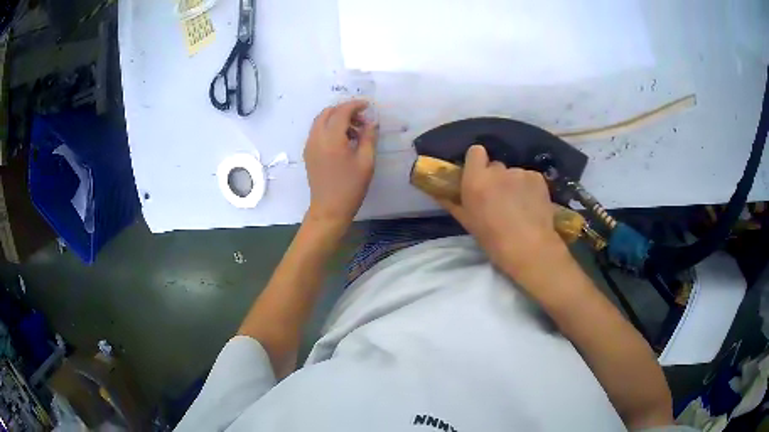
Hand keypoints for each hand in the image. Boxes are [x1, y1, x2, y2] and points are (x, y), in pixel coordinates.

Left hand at [304, 100, 376, 227]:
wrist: (329, 209)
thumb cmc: (351, 187)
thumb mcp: (366, 162)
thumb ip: (369, 137)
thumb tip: (371, 122)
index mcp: (331, 138)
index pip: (341, 111)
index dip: (355, 105)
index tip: (368, 106)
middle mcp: (317, 137)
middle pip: (328, 112)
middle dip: (345, 110)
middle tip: (362, 118)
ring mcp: (310, 145)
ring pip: (321, 121)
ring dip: (337, 119)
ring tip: (355, 131)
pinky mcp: (308, 153)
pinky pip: (317, 131)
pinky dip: (329, 128)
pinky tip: (343, 140)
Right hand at [438, 145, 567, 282]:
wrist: (528, 248)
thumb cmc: (492, 239)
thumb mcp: (467, 222)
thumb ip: (452, 202)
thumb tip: (439, 193)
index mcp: (476, 180)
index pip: (475, 152)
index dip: (477, 162)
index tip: (479, 175)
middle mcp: (497, 170)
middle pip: (495, 166)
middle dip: (496, 178)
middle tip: (499, 198)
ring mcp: (519, 172)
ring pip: (514, 174)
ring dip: (514, 184)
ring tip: (519, 205)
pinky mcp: (537, 178)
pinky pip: (529, 178)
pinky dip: (529, 188)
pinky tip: (531, 205)